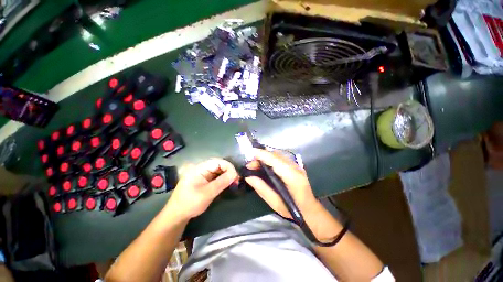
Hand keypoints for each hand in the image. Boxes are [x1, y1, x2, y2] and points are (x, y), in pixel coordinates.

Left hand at [166, 159, 238, 220]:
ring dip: (227, 175)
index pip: (218, 162)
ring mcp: (203, 174)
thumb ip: (222, 182)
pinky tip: (228, 184)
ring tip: (234, 182)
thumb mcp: (207, 193)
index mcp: (199, 168)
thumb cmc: (190, 203)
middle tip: (237, 179)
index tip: (236, 175)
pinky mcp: (204, 179)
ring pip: (219, 171)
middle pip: (219, 165)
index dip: (229, 166)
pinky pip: (216, 176)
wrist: (177, 215)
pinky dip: (223, 179)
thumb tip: (235, 173)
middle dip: (229, 171)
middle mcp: (201, 168)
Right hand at [245, 149, 320, 219]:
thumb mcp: (275, 203)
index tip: (251, 152)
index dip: (263, 155)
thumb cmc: (293, 210)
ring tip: (255, 165)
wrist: (311, 210)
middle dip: (261, 156)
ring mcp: (296, 165)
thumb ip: (262, 188)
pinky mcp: (295, 165)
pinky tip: (264, 164)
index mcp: (293, 178)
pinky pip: (280, 157)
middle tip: (250, 165)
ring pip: (278, 154)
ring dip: (265, 156)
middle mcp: (296, 168)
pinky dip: (270, 158)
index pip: (276, 161)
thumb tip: (248, 176)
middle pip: (276, 155)